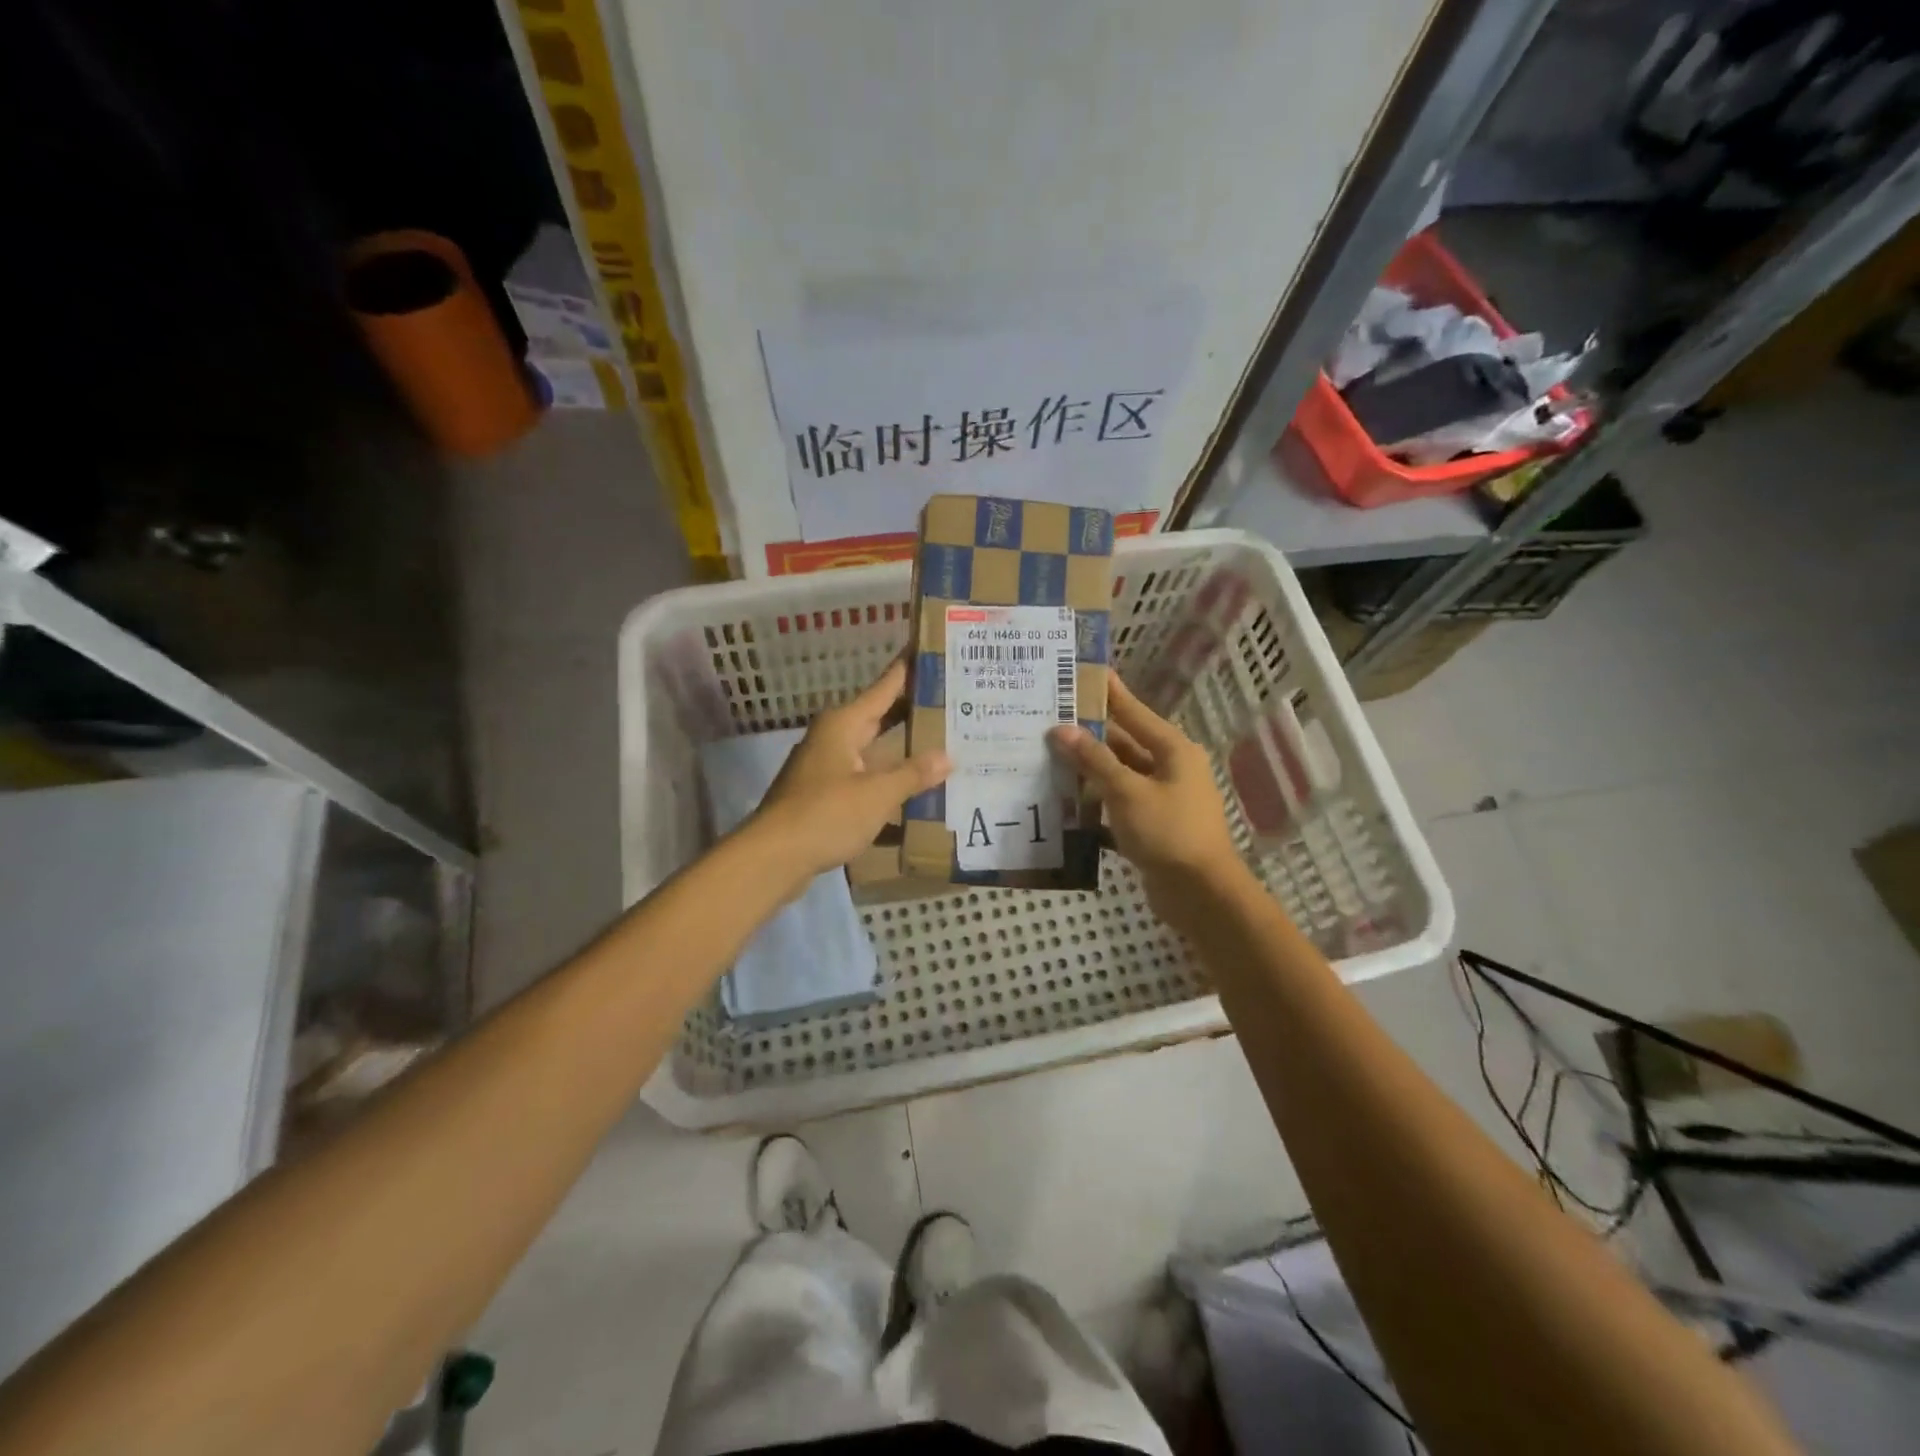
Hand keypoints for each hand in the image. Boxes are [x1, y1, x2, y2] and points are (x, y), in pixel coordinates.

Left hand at [749, 659, 950, 883]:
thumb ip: (913, 774)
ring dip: (903, 748)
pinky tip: (915, 788)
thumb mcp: (877, 793)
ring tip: (945, 742)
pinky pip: (866, 776)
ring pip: (874, 748)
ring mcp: (828, 766)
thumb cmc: (826, 814)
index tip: (933, 650)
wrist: (773, 857)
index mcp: (844, 724)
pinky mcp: (826, 794)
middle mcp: (834, 737)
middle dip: (914, 710)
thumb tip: (947, 756)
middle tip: (954, 700)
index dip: (909, 669)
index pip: (885, 686)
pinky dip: (889, 778)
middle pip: (880, 716)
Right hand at [1048, 671, 1240, 920]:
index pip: (1133, 712)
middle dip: (1088, 736)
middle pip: (1123, 744)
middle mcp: (1170, 769)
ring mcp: (1162, 800)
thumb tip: (1061, 730)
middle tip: (1049, 722)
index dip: (1108, 692)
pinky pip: (1118, 806)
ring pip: (1118, 776)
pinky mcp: (1152, 828)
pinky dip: (1096, 805)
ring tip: (1047, 759)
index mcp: (1172, 750)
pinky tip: (1064, 805)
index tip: (1084, 672)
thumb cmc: (1168, 832)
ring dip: (1088, 772)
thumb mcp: (1127, 791)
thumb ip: (1094, 760)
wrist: (1201, 894)